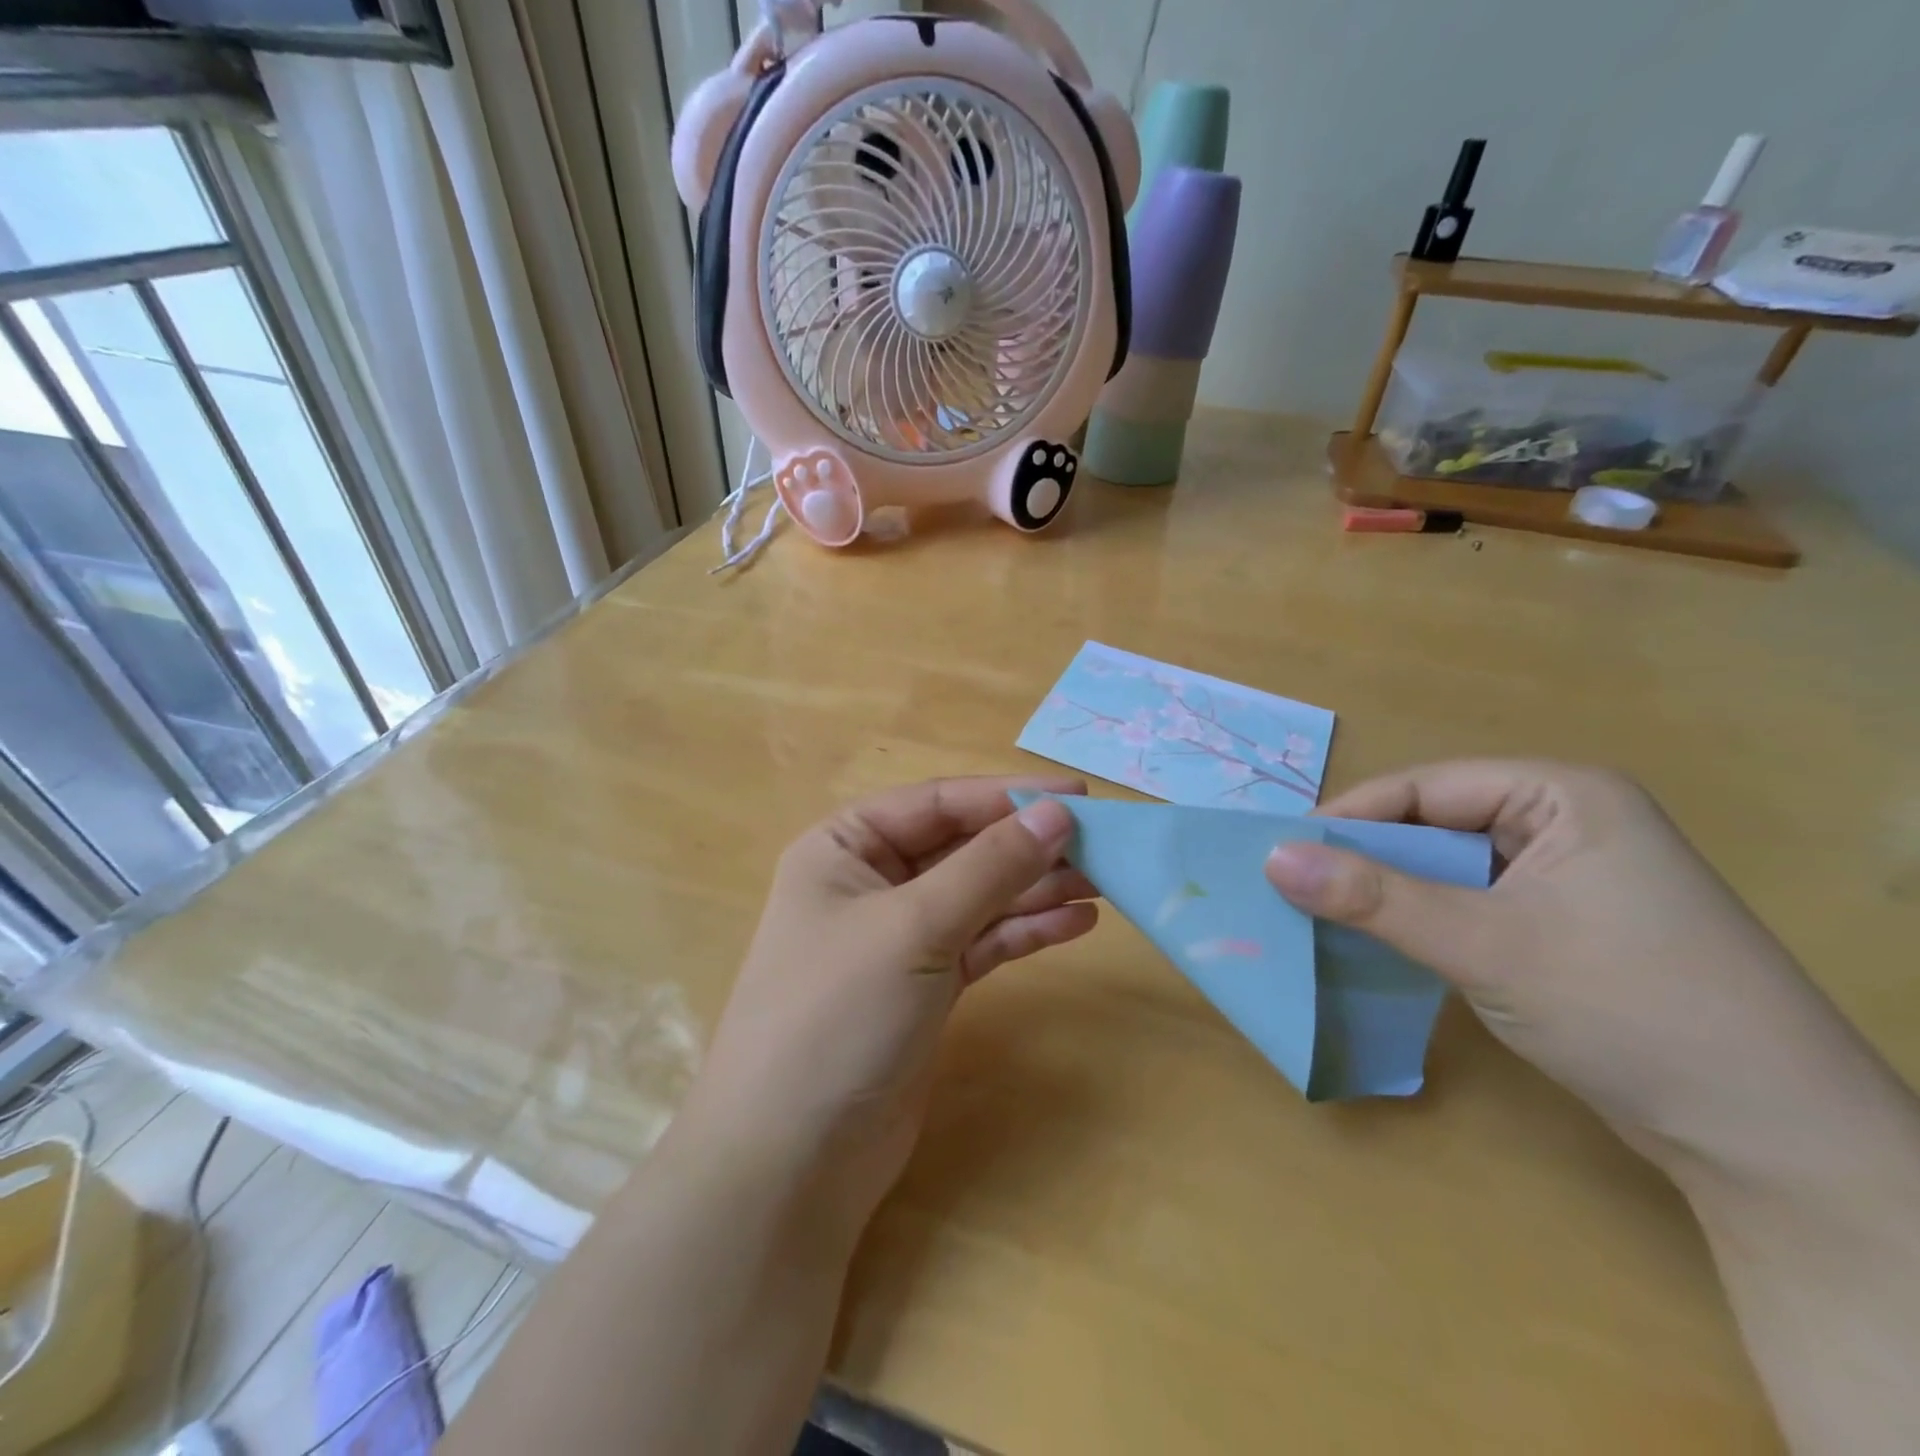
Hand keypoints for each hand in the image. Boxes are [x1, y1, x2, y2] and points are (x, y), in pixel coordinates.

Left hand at [678, 776, 1097, 1233]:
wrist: (793, 1160)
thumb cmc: (839, 1014)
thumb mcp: (915, 926)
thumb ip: (990, 866)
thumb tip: (1057, 813)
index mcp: (845, 845)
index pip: (938, 802)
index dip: (1008, 795)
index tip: (1079, 796)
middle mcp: (871, 881)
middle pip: (963, 847)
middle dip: (1028, 845)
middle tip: (1102, 844)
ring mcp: (900, 937)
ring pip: (979, 895)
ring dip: (1036, 888)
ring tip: (1104, 883)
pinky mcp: (926, 986)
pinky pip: (983, 942)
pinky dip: (1025, 931)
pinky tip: (1075, 923)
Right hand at [1263, 760, 1910, 1189]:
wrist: (1775, 1147)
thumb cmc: (1630, 1009)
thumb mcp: (1485, 944)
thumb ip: (1373, 898)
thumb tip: (1273, 858)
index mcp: (1564, 797)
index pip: (1424, 789)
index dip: (1349, 817)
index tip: (1279, 850)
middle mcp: (1566, 826)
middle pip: (1433, 827)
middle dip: (1363, 858)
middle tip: (1288, 885)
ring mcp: (1567, 881)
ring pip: (1447, 871)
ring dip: (1387, 894)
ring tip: (1317, 914)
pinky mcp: (1562, 931)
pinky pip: (1468, 908)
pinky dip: (1420, 923)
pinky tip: (1377, 944)